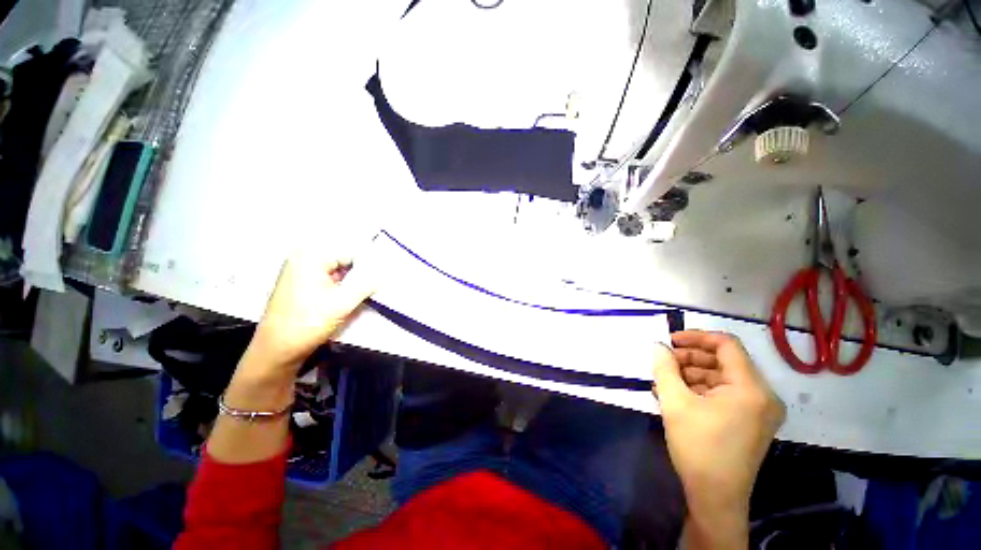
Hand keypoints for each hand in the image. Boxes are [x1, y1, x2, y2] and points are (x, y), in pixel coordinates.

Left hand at [250, 257, 375, 373]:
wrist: (277, 350)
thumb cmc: (308, 322)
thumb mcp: (343, 303)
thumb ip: (366, 285)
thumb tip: (382, 274)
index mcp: (310, 257)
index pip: (350, 252)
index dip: (367, 265)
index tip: (380, 277)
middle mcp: (302, 259)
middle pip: (342, 261)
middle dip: (358, 274)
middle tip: (373, 287)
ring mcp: (298, 273)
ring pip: (335, 272)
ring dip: (350, 283)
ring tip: (361, 295)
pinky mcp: (298, 286)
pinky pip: (326, 280)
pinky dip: (339, 288)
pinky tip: (346, 300)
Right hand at [652, 331, 784, 547]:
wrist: (715, 497)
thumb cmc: (698, 447)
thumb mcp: (674, 402)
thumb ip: (665, 367)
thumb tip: (658, 345)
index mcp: (751, 388)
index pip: (726, 344)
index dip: (696, 337)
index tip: (670, 340)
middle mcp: (762, 395)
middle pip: (724, 361)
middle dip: (690, 358)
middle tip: (663, 362)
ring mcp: (759, 410)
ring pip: (722, 377)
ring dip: (692, 374)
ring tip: (664, 380)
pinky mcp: (751, 421)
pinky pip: (725, 394)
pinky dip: (701, 389)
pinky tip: (676, 395)